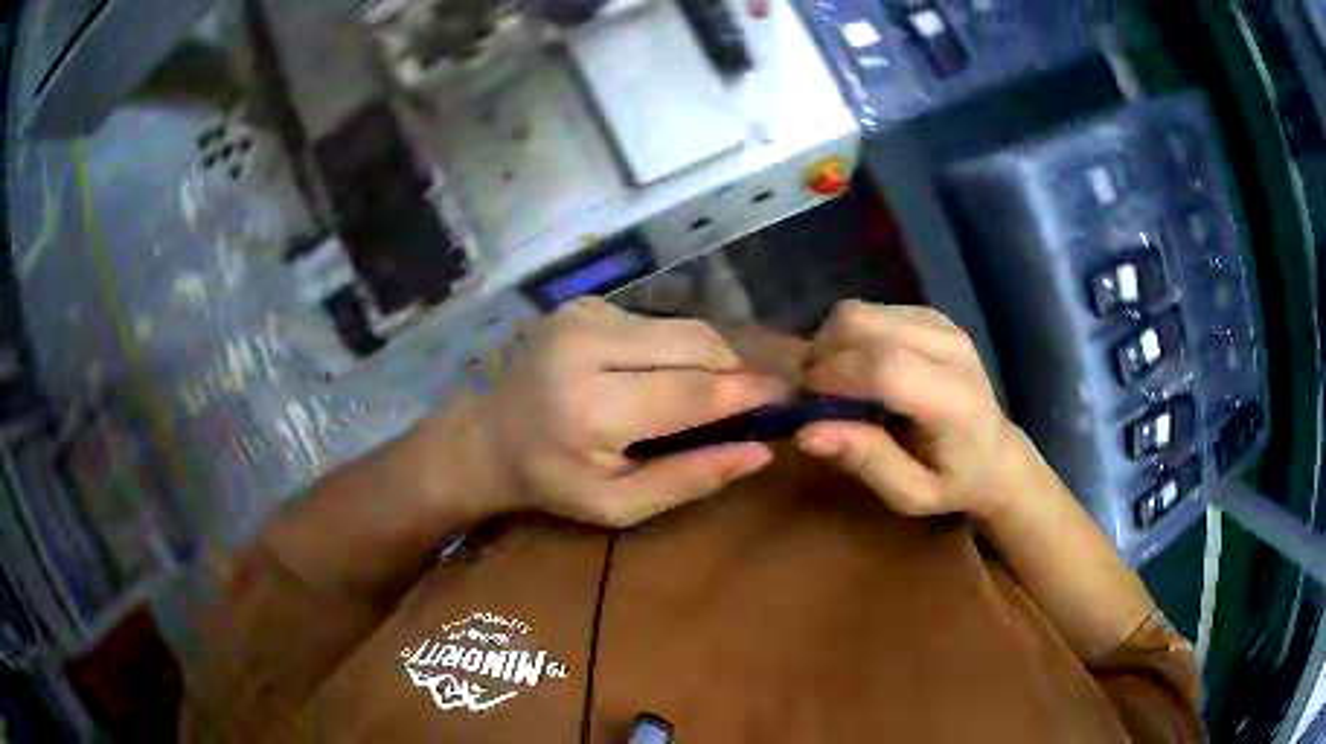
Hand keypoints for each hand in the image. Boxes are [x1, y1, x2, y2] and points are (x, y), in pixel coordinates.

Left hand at [469, 298, 787, 527]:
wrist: (488, 435)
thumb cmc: (553, 480)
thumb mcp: (619, 504)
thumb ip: (689, 478)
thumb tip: (760, 451)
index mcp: (593, 406)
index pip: (696, 391)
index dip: (750, 394)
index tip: (788, 399)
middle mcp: (589, 344)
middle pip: (698, 343)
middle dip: (736, 369)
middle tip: (753, 399)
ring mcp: (584, 314)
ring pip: (683, 327)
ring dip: (708, 358)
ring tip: (708, 392)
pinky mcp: (586, 302)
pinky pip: (657, 322)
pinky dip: (674, 349)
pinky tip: (658, 376)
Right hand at [796, 301, 1024, 518]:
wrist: (997, 454)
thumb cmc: (953, 482)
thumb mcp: (910, 493)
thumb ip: (865, 460)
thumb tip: (804, 432)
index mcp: (953, 399)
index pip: (883, 367)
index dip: (832, 378)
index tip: (804, 404)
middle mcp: (949, 348)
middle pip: (862, 323)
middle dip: (821, 354)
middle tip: (812, 395)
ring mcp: (941, 324)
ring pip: (859, 311)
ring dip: (831, 344)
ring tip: (833, 383)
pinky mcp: (930, 315)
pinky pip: (870, 312)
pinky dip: (849, 337)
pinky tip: (858, 369)